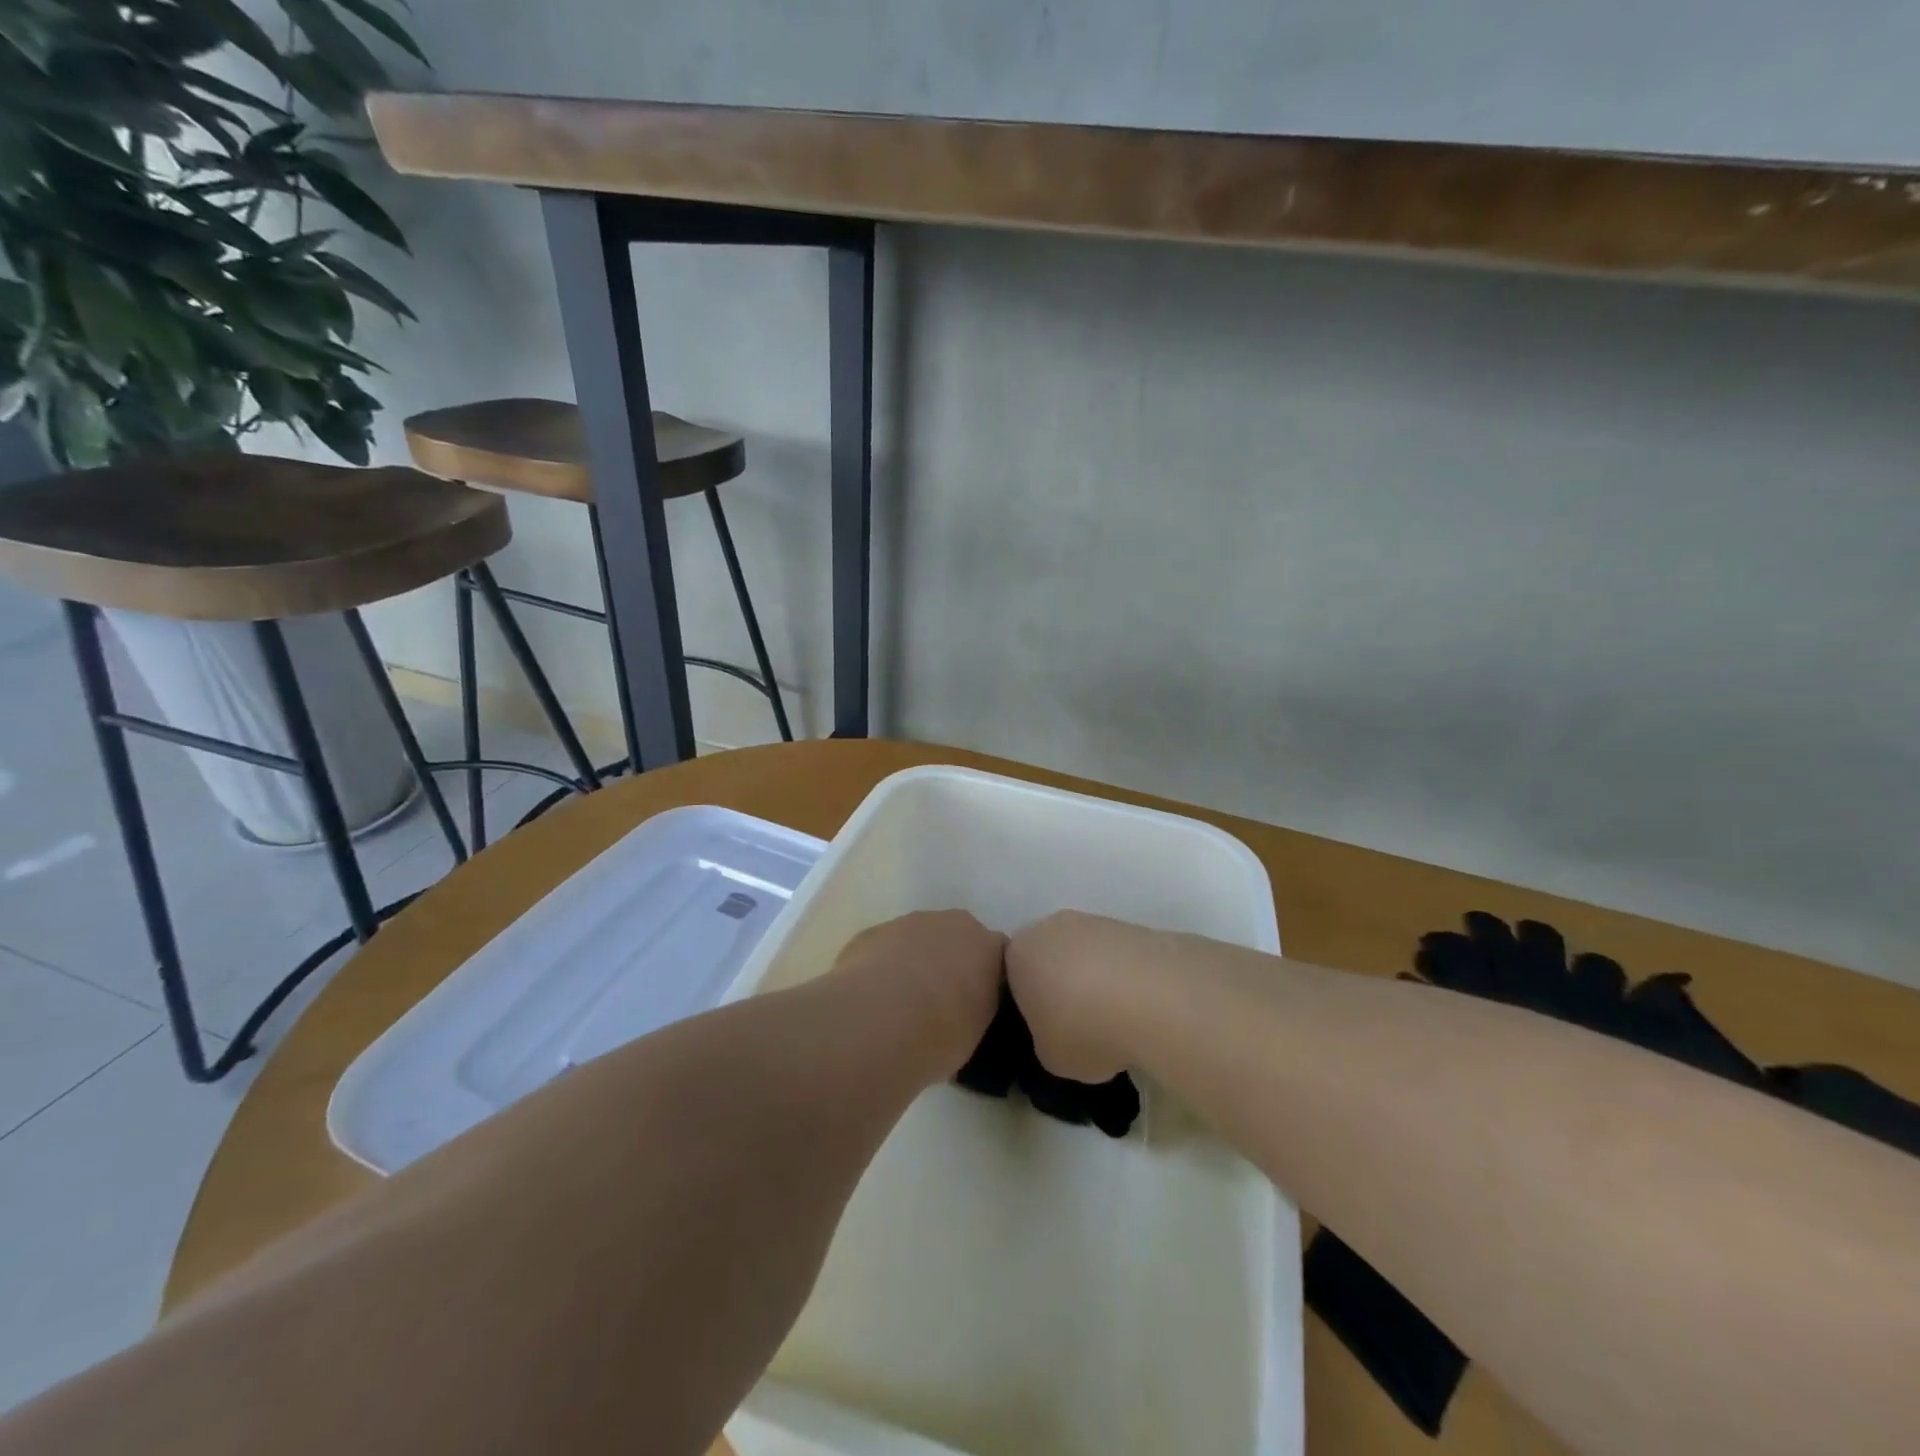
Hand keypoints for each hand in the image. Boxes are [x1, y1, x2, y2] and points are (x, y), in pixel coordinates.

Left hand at [831, 911, 1006, 1073]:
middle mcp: (952, 924)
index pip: (998, 957)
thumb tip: (963, 1013)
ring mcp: (910, 923)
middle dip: (951, 963)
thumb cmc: (940, 1032)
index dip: (987, 981)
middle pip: (958, 939)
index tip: (976, 1006)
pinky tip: (874, 998)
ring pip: (919, 940)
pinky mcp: (873, 931)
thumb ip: (976, 1010)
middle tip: (940, 1004)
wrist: (878, 1020)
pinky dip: (884, 966)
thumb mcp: (977, 1032)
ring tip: (901, 1004)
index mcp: (988, 946)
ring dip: (915, 962)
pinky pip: (886, 948)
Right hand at [1005, 910, 1165, 1083]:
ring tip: (1116, 1020)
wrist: (1152, 997)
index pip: (1012, 978)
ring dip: (1094, 981)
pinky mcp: (1131, 927)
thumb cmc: (1083, 1029)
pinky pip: (1117, 958)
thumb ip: (1044, 1041)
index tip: (1045, 1032)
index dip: (1027, 1007)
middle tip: (1078, 1026)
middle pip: (1049, 959)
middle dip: (1060, 987)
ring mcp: (1093, 922)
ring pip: (1084, 955)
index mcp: (1018, 954)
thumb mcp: (1049, 1057)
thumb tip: (1059, 1035)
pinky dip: (1124, 979)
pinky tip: (1139, 1008)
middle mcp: (1050, 927)